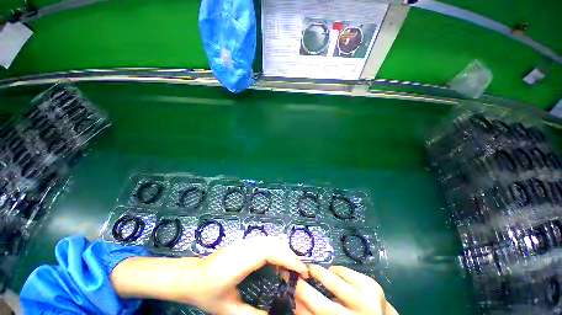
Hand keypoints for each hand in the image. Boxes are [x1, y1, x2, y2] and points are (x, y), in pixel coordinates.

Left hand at [111, 237, 307, 314]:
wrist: (191, 276)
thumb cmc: (207, 293)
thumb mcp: (229, 310)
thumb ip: (253, 314)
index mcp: (240, 261)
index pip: (270, 251)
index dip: (289, 259)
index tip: (303, 271)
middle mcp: (244, 246)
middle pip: (274, 243)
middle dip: (290, 255)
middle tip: (301, 273)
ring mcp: (244, 242)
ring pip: (271, 240)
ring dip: (284, 252)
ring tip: (292, 269)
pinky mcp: (244, 242)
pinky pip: (266, 242)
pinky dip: (277, 250)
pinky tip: (278, 263)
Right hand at [295, 265, 396, 314]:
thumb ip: (313, 313)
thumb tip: (295, 300)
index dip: (301, 302)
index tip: (290, 286)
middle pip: (325, 307)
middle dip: (305, 289)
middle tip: (297, 275)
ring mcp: (370, 304)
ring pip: (336, 284)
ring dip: (320, 273)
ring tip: (313, 270)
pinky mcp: (374, 287)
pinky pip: (347, 272)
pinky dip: (337, 270)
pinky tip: (333, 273)